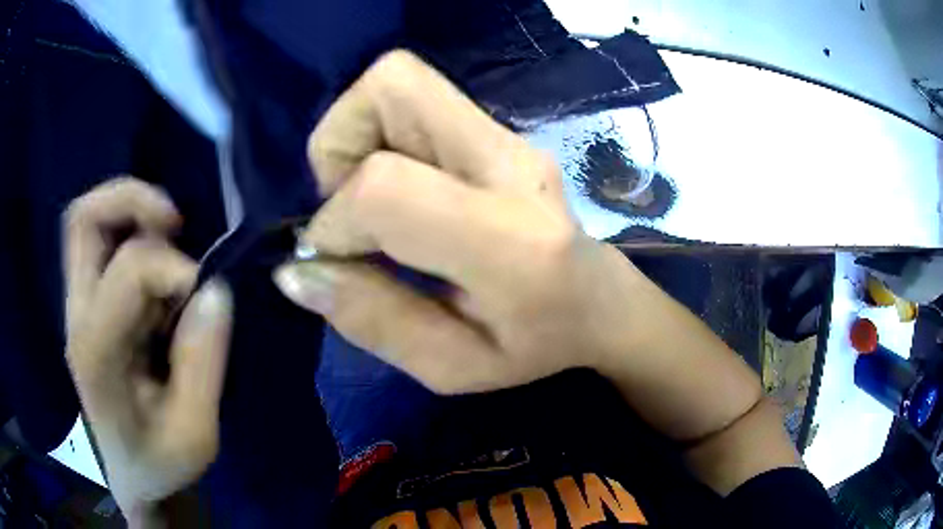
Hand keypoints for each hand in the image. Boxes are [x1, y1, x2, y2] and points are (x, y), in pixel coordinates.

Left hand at [64, 178, 231, 524]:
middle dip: (131, 199)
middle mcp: (78, 317)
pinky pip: (102, 245)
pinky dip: (133, 235)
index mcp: (98, 353)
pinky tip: (159, 269)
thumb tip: (215, 290)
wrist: (135, 477)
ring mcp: (79, 308)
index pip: (129, 269)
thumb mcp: (196, 434)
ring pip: (88, 223)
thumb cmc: (162, 465)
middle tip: (174, 221)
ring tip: (170, 235)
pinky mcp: (89, 308)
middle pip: (83, 219)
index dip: (176, 269)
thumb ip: (203, 364)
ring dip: (131, 213)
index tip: (207, 298)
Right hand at [274, 51, 645, 393]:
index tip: (336, 264)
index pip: (385, 188)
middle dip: (338, 144)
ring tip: (372, 200)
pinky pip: (414, 100)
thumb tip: (295, 272)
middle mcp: (510, 164)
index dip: (336, 223)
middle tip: (348, 209)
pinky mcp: (498, 130)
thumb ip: (372, 321)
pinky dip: (379, 135)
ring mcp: (508, 137)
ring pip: (398, 81)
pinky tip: (400, 190)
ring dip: (356, 136)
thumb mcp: (453, 367)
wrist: (601, 301)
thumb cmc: (537, 345)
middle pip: (392, 86)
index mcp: (511, 243)